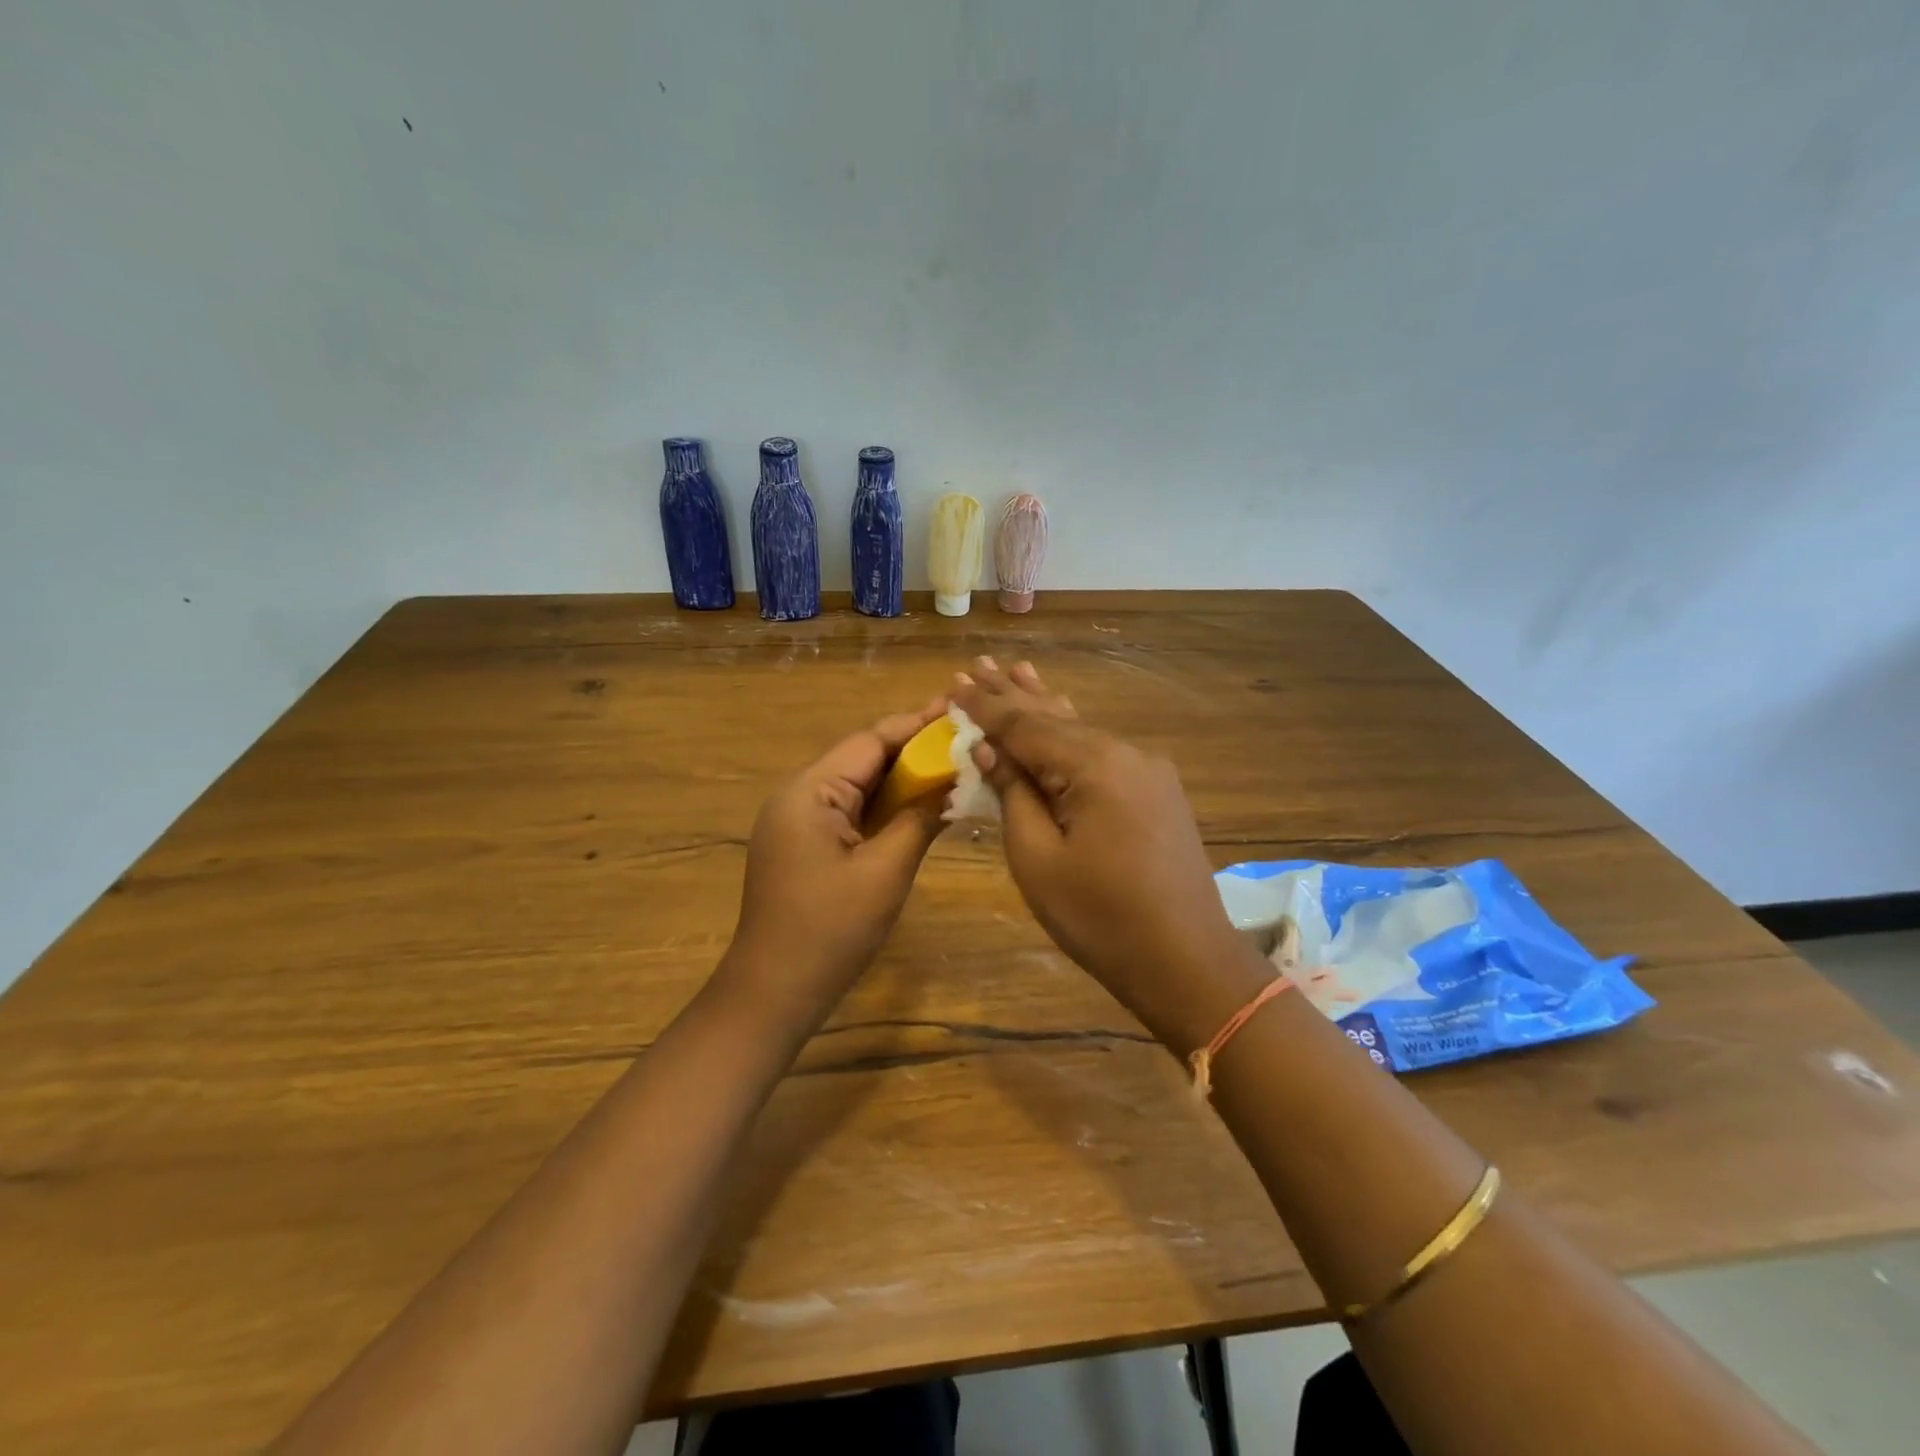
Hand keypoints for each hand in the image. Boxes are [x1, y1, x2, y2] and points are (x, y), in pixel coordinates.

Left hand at [724, 698, 949, 1025]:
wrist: (773, 993)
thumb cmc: (830, 931)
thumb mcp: (885, 872)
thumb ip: (919, 820)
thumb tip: (953, 783)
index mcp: (809, 792)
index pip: (869, 742)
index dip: (916, 726)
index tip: (957, 711)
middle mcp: (798, 796)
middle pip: (862, 759)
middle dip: (912, 749)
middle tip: (962, 737)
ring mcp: (798, 823)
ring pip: (858, 786)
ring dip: (900, 778)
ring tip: (950, 764)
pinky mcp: (804, 846)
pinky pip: (850, 813)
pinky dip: (884, 807)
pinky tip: (919, 804)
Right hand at [951, 659, 1265, 1053]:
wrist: (1185, 960)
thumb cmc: (1099, 917)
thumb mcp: (1037, 858)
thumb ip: (1014, 794)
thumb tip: (991, 749)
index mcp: (1094, 764)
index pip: (1025, 725)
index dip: (986, 707)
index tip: (954, 683)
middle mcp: (1125, 753)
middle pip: (1055, 718)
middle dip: (1013, 694)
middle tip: (978, 664)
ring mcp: (1147, 771)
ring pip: (1081, 731)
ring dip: (1044, 707)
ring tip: (1017, 671)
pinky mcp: (1156, 792)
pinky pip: (1102, 753)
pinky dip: (1071, 737)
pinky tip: (1060, 717)